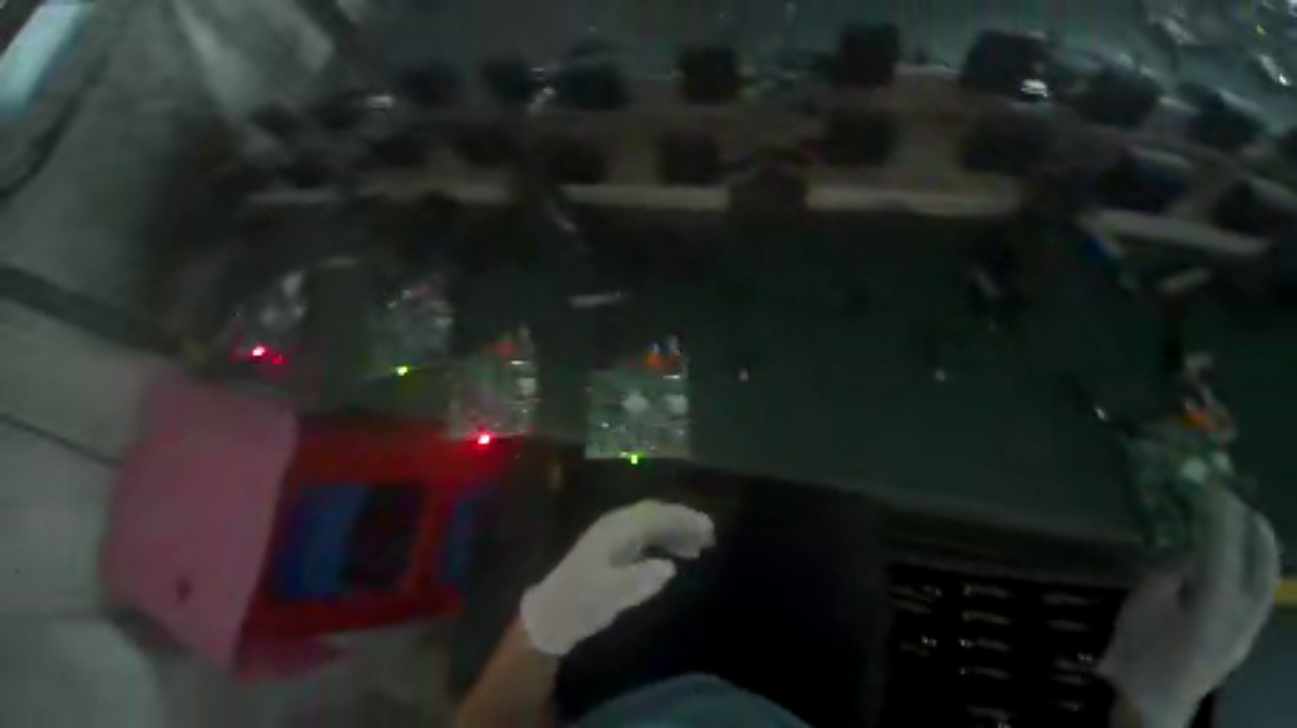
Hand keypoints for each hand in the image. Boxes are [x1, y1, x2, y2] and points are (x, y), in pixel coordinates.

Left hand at [520, 500, 714, 655]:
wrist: (551, 613)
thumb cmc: (579, 603)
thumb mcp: (607, 596)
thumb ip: (638, 580)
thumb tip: (669, 567)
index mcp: (617, 528)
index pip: (656, 515)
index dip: (683, 518)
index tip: (707, 528)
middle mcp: (618, 523)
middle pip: (656, 513)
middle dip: (683, 520)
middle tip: (710, 534)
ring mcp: (616, 533)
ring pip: (653, 523)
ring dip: (676, 529)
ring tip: (699, 545)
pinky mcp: (616, 546)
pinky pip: (647, 535)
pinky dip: (665, 540)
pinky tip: (675, 554)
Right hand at [1100, 488, 1279, 727]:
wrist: (1153, 702)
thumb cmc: (1143, 651)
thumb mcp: (1145, 605)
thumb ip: (1170, 573)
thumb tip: (1185, 549)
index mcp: (1216, 603)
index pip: (1225, 545)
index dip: (1220, 513)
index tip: (1212, 486)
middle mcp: (1244, 612)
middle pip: (1261, 560)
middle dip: (1252, 526)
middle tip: (1236, 500)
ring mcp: (1250, 626)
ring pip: (1267, 576)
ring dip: (1258, 545)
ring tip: (1245, 522)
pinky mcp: (1246, 636)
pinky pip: (1260, 592)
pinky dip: (1256, 568)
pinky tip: (1242, 562)